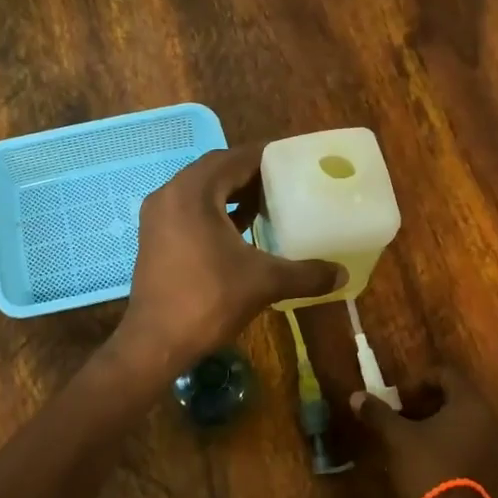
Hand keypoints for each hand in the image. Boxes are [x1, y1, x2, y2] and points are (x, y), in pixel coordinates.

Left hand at [112, 144, 342, 378]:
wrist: (156, 341)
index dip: (265, 156)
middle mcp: (170, 194)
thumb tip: (343, 274)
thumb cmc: (208, 300)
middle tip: (285, 181)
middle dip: (250, 173)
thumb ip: (306, 273)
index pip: (234, 158)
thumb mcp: (263, 282)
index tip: (294, 160)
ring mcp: (158, 215)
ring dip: (231, 192)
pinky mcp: (154, 236)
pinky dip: (215, 211)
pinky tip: (240, 229)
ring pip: (200, 190)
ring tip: (267, 203)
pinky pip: (189, 208)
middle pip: (216, 170)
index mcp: (193, 192)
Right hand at [348, 370, 497, 497]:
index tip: (400, 397)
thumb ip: (378, 413)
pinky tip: (427, 458)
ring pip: (462, 423)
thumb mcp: (397, 437)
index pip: (446, 375)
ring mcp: (493, 447)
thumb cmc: (428, 467)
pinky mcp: (491, 470)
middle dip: (427, 403)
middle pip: (456, 398)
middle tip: (403, 415)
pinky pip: (469, 444)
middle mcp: (488, 420)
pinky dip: (449, 443)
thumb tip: (356, 396)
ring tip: (411, 438)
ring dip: (437, 424)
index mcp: (469, 404)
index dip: (420, 381)